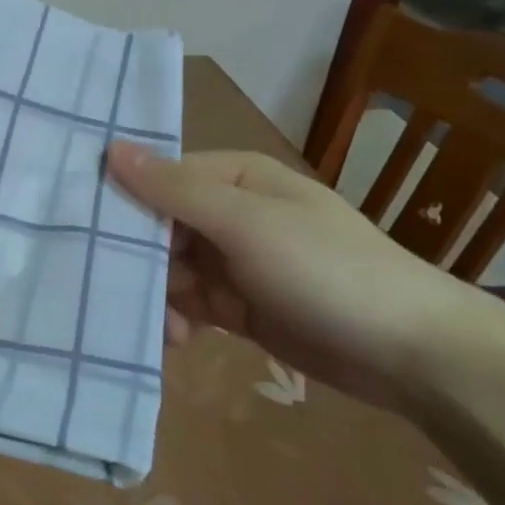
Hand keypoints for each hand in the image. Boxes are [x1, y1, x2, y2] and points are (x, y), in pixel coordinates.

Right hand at [106, 143, 481, 412]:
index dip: (123, 203)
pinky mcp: (237, 306)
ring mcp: (232, 262)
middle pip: (157, 228)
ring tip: (162, 327)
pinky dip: (175, 320)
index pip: (157, 179)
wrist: (416, 355)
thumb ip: (174, 190)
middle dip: (139, 261)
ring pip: (167, 270)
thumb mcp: (246, 224)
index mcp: (233, 179)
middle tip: (120, 291)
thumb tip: (109, 148)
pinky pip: (187, 305)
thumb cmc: (327, 271)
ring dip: (156, 296)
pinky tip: (175, 339)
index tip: (88, 234)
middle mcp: (228, 214)